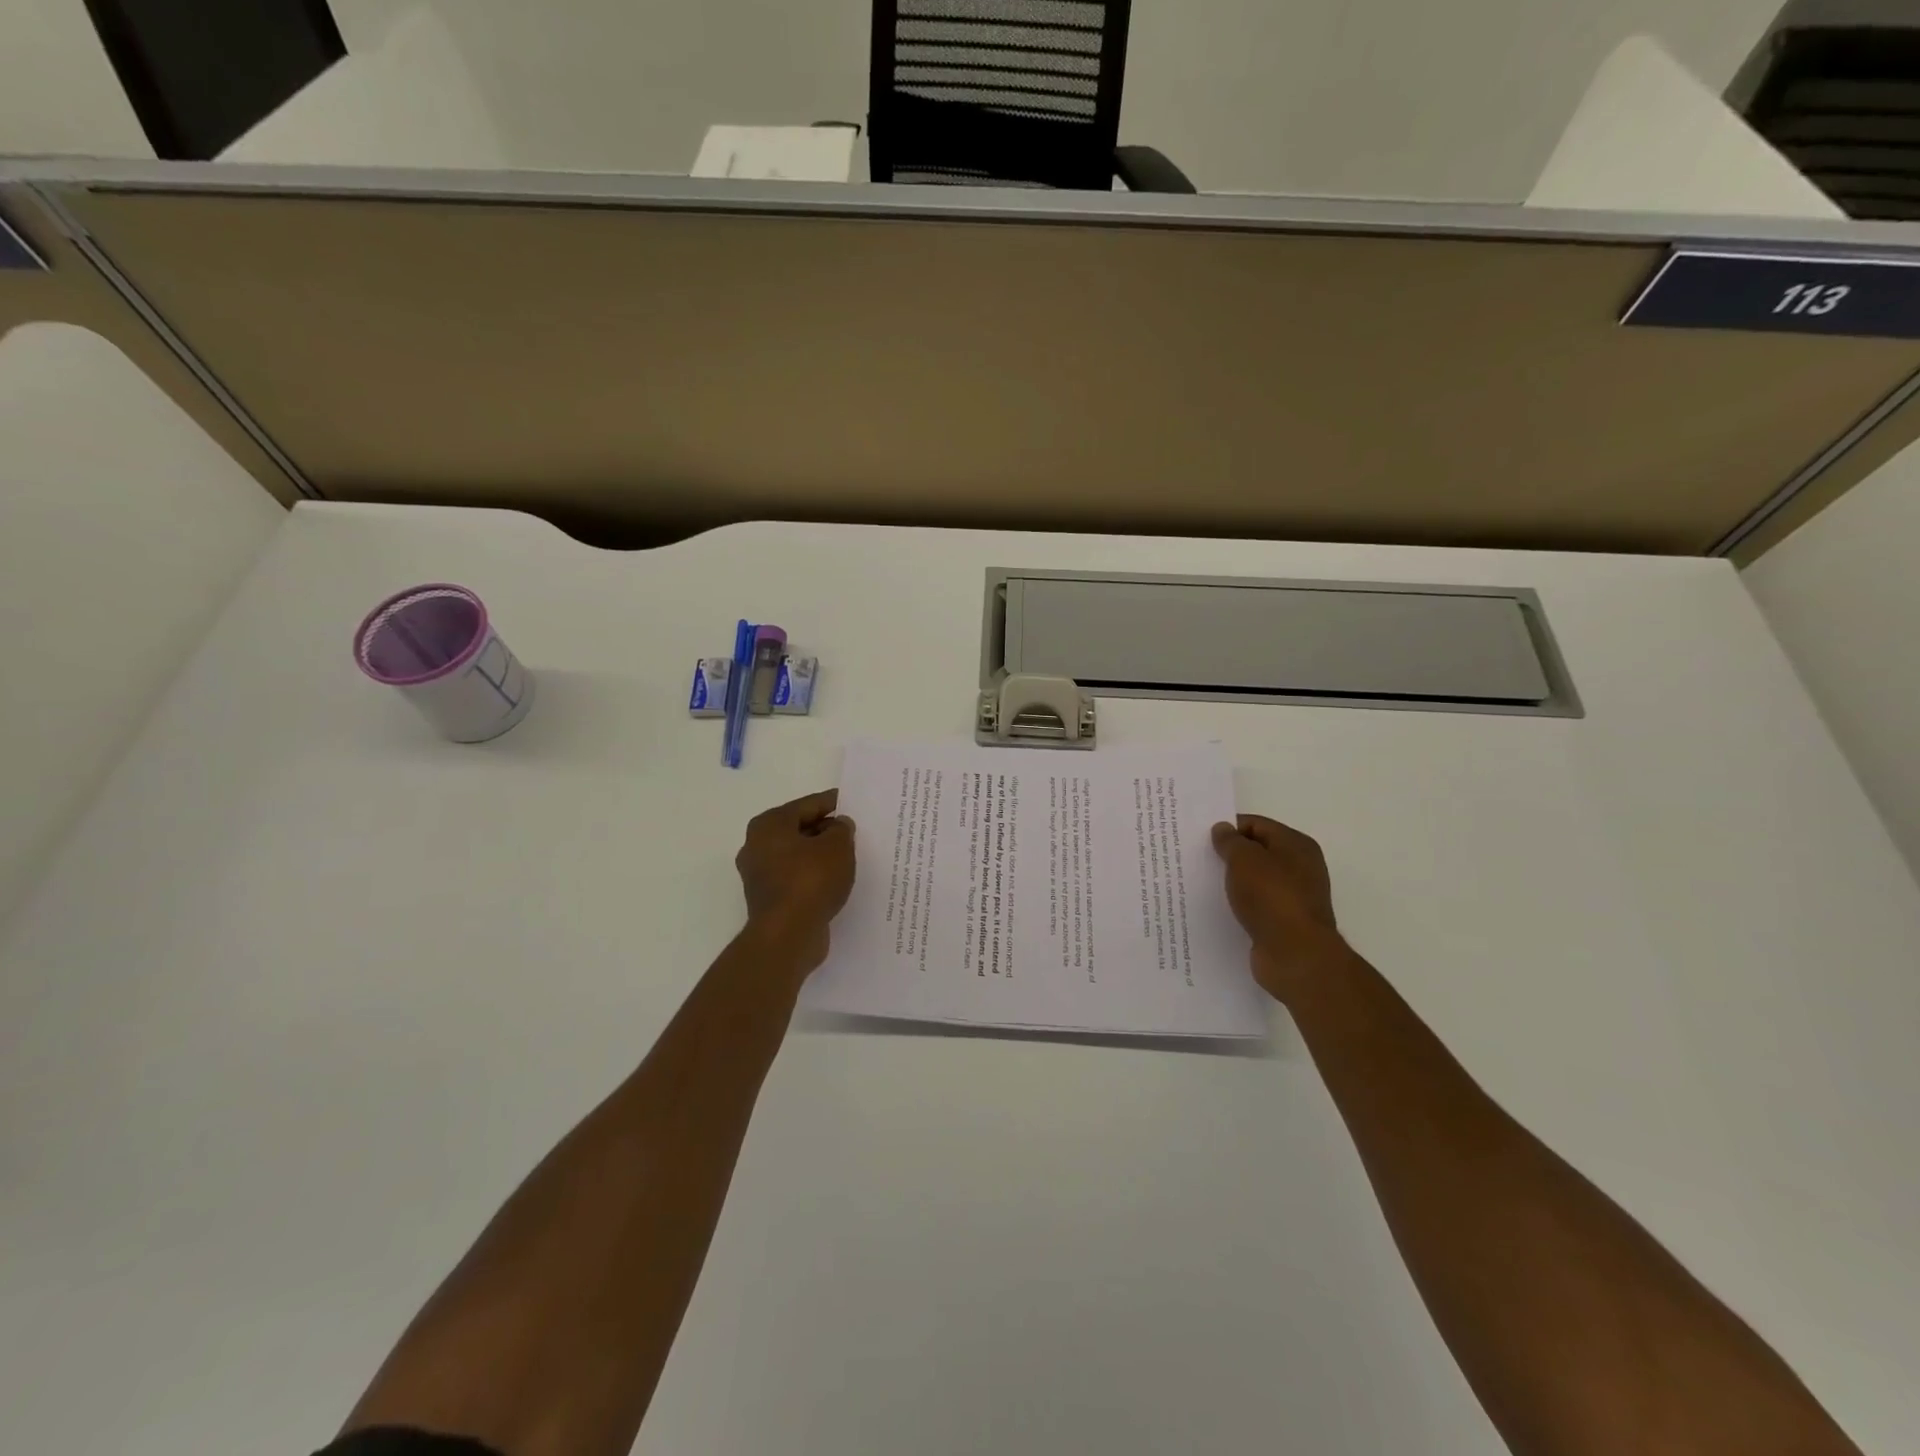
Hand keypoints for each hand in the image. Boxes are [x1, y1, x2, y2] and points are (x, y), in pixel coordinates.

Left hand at [736, 789, 856, 972]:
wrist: (787, 936)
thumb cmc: (810, 881)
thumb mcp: (837, 847)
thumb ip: (842, 829)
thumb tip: (839, 825)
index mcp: (769, 824)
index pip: (807, 805)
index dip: (832, 802)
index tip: (852, 803)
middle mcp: (757, 845)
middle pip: (799, 829)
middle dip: (825, 830)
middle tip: (853, 832)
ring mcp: (760, 875)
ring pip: (797, 855)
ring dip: (820, 855)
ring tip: (849, 857)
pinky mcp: (769, 899)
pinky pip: (797, 878)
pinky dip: (814, 876)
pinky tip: (835, 881)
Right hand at [1211, 815, 1349, 1002]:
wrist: (1295, 955)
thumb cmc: (1271, 897)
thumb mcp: (1244, 859)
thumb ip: (1230, 841)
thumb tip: (1223, 829)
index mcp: (1296, 845)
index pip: (1256, 824)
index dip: (1228, 828)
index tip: (1200, 838)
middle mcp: (1300, 868)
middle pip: (1257, 852)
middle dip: (1228, 855)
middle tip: (1197, 858)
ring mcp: (1294, 897)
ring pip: (1255, 880)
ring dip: (1232, 881)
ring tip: (1201, 883)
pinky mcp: (1284, 922)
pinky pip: (1256, 905)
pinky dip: (1239, 904)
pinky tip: (1218, 908)